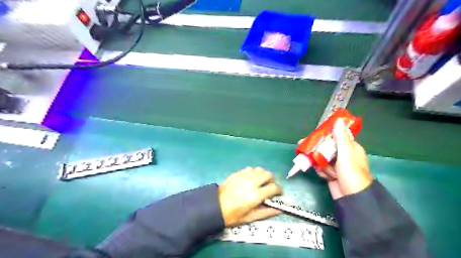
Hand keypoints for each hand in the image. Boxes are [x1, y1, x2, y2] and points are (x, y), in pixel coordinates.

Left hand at [218, 167, 282, 225]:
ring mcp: (244, 176)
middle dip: (271, 180)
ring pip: (259, 169)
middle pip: (268, 174)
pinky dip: (253, 172)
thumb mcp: (250, 218)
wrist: (215, 206)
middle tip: (268, 187)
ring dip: (263, 175)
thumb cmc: (232, 215)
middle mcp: (251, 183)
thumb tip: (278, 210)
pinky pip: (250, 168)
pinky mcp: (237, 173)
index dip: (279, 190)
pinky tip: (250, 179)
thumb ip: (266, 213)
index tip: (278, 193)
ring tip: (260, 182)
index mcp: (256, 195)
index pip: (274, 188)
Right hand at [317, 119, 373, 198]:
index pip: (335, 137)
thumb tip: (339, 120)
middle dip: (316, 149)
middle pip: (325, 147)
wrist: (352, 199)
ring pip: (321, 158)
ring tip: (324, 169)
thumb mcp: (346, 154)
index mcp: (350, 148)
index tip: (313, 135)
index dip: (323, 135)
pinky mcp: (331, 173)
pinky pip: (321, 167)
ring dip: (320, 163)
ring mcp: (336, 165)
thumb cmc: (351, 174)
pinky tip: (326, 176)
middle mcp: (343, 155)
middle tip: (303, 147)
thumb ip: (341, 137)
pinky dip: (321, 171)